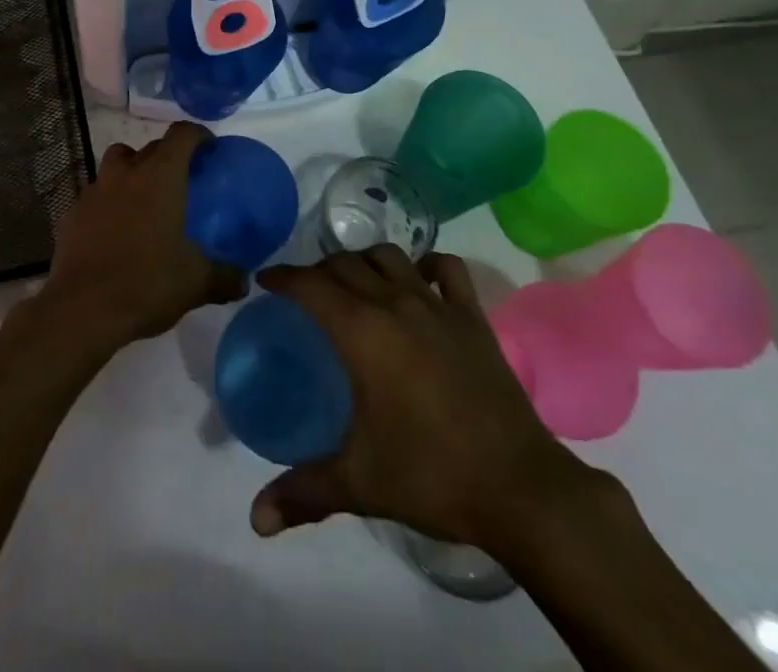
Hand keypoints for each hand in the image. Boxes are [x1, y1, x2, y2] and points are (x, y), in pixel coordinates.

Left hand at [33, 123, 247, 358]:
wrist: (81, 309)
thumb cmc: (145, 284)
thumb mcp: (195, 283)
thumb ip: (224, 278)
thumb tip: (244, 281)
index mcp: (160, 177)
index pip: (182, 135)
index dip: (198, 135)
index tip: (209, 148)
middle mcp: (126, 173)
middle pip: (150, 147)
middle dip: (167, 155)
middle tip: (181, 181)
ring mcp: (95, 191)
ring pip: (116, 163)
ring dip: (132, 171)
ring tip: (144, 200)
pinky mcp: (73, 213)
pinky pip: (96, 195)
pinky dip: (108, 202)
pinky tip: (115, 231)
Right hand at [250, 248, 597, 559]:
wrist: (520, 487)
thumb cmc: (432, 474)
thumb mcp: (359, 483)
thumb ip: (303, 493)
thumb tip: (256, 520)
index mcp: (362, 331)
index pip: (310, 285)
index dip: (283, 278)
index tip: (265, 281)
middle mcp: (395, 302)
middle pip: (345, 264)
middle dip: (318, 270)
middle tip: (304, 293)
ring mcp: (437, 305)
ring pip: (390, 257)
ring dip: (363, 261)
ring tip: (353, 281)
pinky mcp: (472, 317)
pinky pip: (447, 269)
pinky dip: (426, 264)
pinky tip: (418, 278)